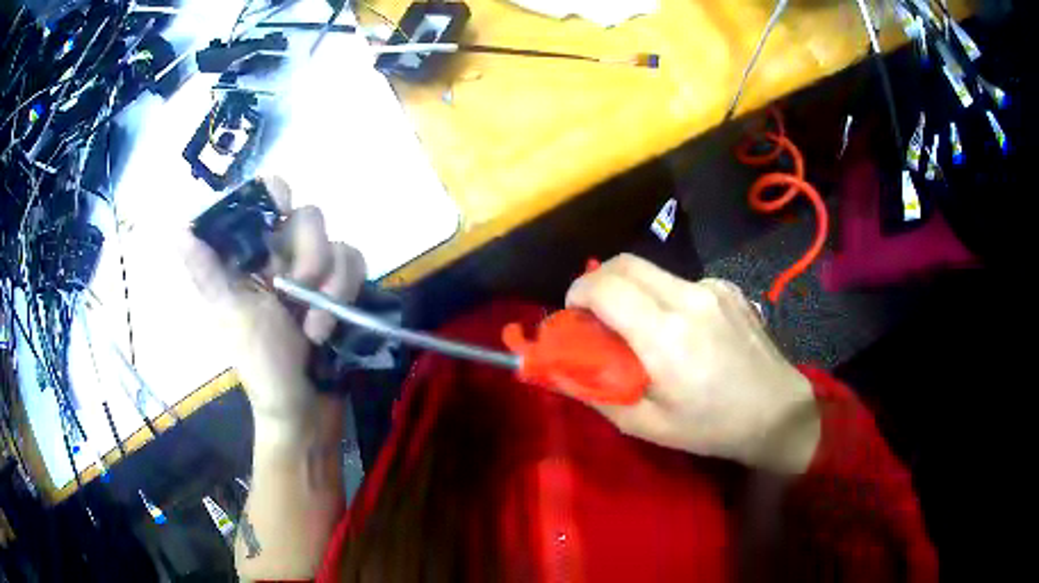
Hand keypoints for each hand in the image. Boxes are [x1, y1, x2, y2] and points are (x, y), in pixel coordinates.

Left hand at [181, 177, 365, 436]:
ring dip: (332, 285)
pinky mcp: (341, 288)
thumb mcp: (230, 316)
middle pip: (308, 216)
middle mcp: (283, 256)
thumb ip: (208, 272)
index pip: (264, 198)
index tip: (282, 210)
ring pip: (337, 243)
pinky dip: (347, 294)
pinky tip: (331, 327)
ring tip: (315, 327)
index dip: (275, 193)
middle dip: (309, 254)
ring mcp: (315, 272)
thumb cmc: (261, 364)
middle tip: (297, 289)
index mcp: (251, 256)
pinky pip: (356, 265)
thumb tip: (179, 230)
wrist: (303, 407)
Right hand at [566, 254, 819, 473]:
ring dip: (631, 289)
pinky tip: (681, 329)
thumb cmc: (712, 427)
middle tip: (593, 313)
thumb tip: (561, 371)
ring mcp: (713, 288)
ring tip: (639, 327)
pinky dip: (664, 297)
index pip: (605, 287)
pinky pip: (681, 282)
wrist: (778, 412)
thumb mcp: (648, 426)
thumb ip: (598, 394)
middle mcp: (689, 299)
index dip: (578, 293)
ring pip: (652, 270)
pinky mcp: (728, 288)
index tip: (572, 315)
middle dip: (597, 280)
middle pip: (625, 263)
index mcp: (666, 337)